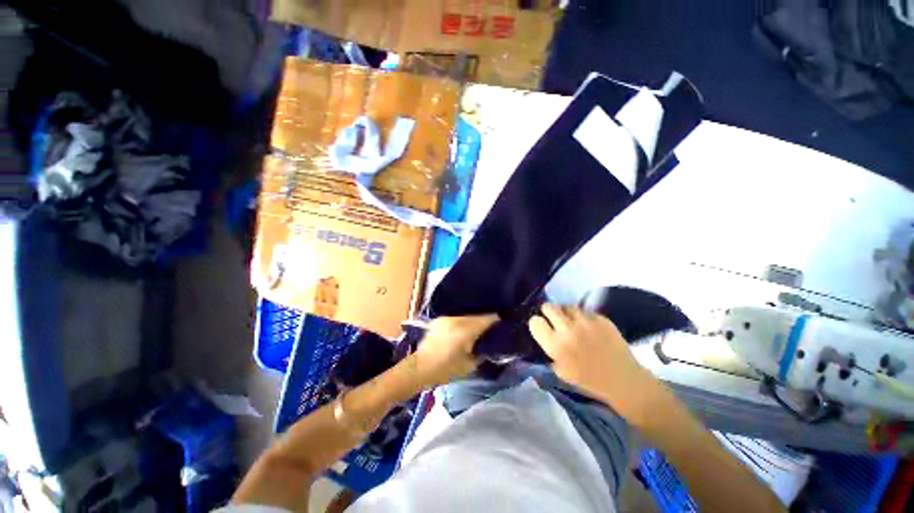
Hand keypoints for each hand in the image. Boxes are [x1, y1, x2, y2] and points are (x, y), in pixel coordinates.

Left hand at [412, 314, 497, 386]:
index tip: (502, 324)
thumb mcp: (469, 365)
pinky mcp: (439, 320)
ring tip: (476, 330)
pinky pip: (456, 318)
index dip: (496, 320)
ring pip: (466, 316)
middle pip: (477, 316)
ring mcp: (447, 318)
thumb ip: (482, 352)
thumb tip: (490, 345)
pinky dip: (462, 323)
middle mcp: (456, 320)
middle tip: (491, 329)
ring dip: (473, 322)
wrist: (420, 368)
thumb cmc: (446, 370)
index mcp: (465, 330)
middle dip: (485, 321)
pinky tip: (462, 331)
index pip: (486, 319)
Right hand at [529, 304, 657, 420]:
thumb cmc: (589, 381)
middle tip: (554, 320)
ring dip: (566, 313)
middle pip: (548, 307)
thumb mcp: (561, 372)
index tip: (542, 327)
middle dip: (549, 312)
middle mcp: (568, 330)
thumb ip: (549, 352)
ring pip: (566, 306)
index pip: (535, 321)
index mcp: (555, 345)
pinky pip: (585, 311)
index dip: (537, 323)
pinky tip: (588, 327)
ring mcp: (585, 322)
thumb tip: (545, 336)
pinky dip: (583, 317)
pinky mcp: (600, 318)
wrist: (623, 380)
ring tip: (571, 321)